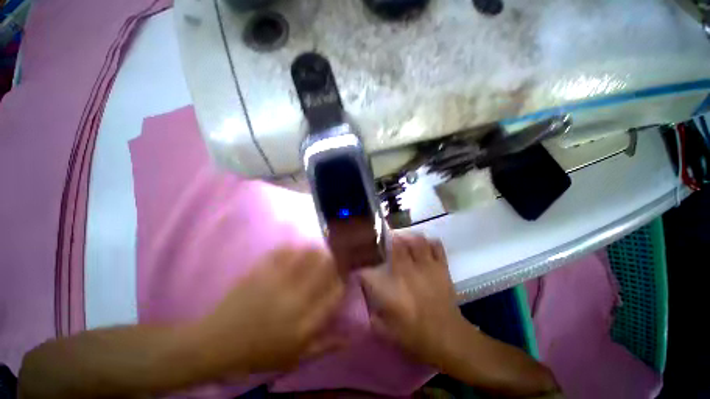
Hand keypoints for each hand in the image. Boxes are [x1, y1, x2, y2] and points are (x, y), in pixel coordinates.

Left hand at [193, 245, 345, 375]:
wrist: (218, 343)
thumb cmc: (259, 353)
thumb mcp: (295, 358)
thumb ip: (324, 346)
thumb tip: (348, 337)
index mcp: (306, 322)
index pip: (335, 294)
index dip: (340, 284)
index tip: (338, 281)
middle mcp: (297, 299)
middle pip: (325, 268)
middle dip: (332, 262)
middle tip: (330, 261)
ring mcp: (278, 282)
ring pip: (307, 255)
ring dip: (315, 250)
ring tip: (317, 250)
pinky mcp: (262, 272)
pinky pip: (282, 252)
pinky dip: (291, 247)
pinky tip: (294, 247)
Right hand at [360, 233, 465, 367]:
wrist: (447, 338)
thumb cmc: (414, 335)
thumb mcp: (384, 329)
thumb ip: (370, 311)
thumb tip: (363, 296)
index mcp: (390, 287)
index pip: (367, 271)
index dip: (361, 267)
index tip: (359, 268)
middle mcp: (406, 271)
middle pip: (395, 243)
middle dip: (386, 238)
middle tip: (384, 240)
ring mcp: (426, 266)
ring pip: (416, 240)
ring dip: (408, 236)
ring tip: (403, 238)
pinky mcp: (441, 267)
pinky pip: (436, 246)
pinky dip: (429, 242)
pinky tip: (424, 245)